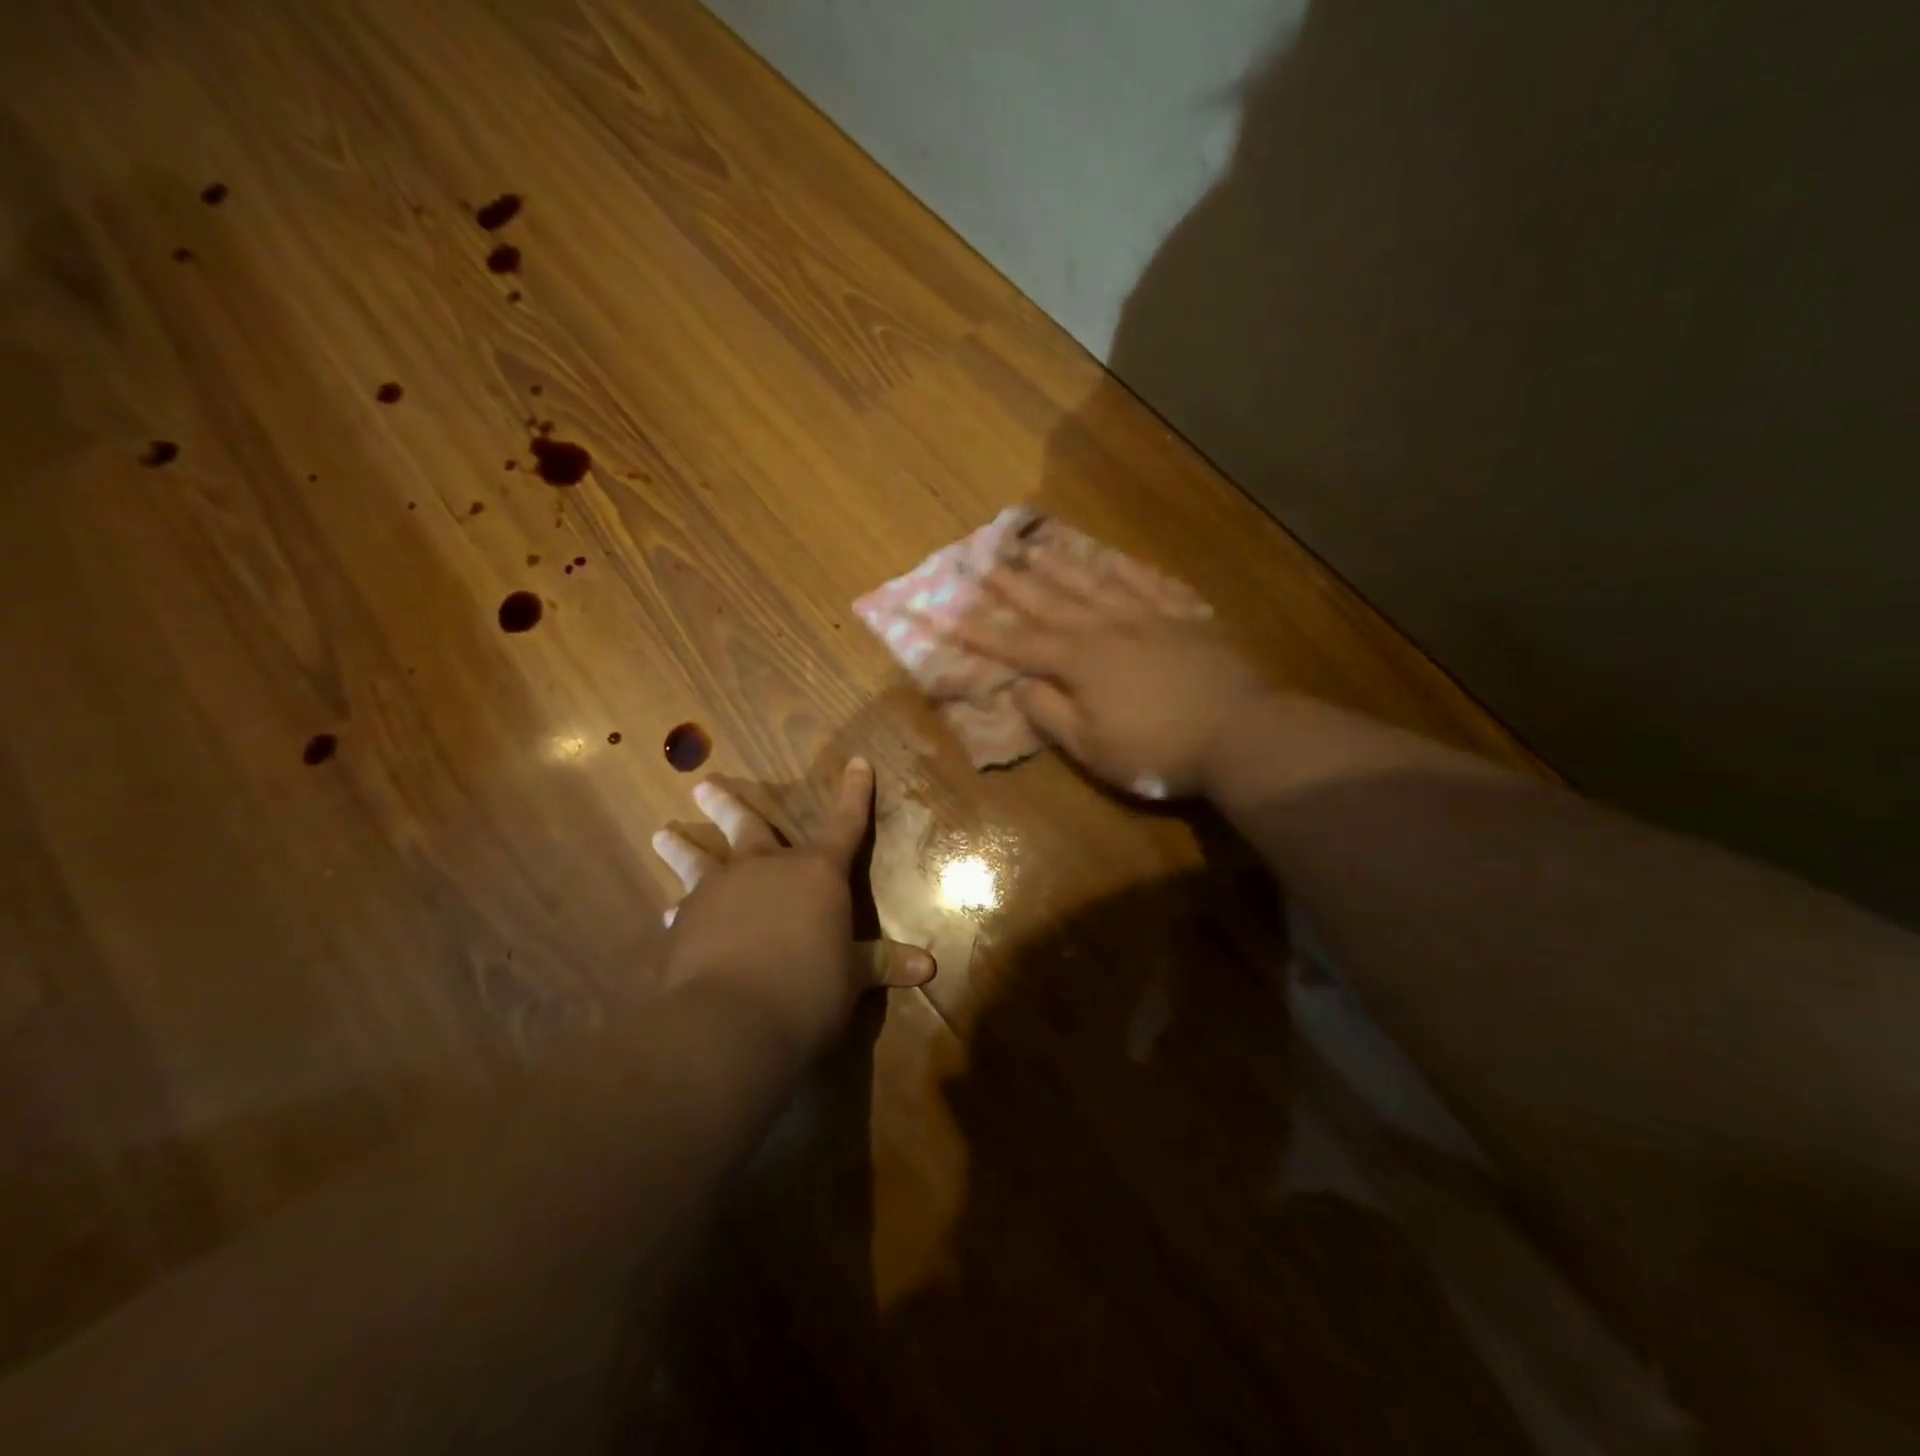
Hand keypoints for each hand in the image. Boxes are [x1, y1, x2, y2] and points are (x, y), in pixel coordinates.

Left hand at [651, 759, 934, 1048]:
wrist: (732, 1021)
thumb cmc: (809, 990)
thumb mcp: (853, 978)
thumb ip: (883, 964)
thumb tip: (930, 967)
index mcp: (817, 873)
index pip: (845, 825)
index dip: (854, 795)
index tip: (857, 763)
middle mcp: (766, 869)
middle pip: (748, 826)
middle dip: (728, 804)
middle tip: (702, 784)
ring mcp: (720, 892)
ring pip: (698, 860)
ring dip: (681, 846)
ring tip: (661, 833)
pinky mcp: (686, 925)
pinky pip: (683, 910)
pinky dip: (679, 911)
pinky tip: (667, 916)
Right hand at [957, 539, 1267, 797]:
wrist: (1241, 734)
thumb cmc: (1158, 750)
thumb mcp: (1092, 747)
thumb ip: (1051, 714)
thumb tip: (1020, 686)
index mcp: (1080, 661)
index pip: (1020, 644)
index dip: (983, 632)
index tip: (951, 614)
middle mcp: (1108, 627)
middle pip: (1052, 601)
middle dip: (1015, 583)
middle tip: (985, 558)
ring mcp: (1150, 616)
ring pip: (1097, 583)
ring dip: (1062, 565)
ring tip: (1036, 546)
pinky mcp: (1186, 618)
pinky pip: (1152, 584)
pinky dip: (1129, 571)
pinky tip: (1115, 560)